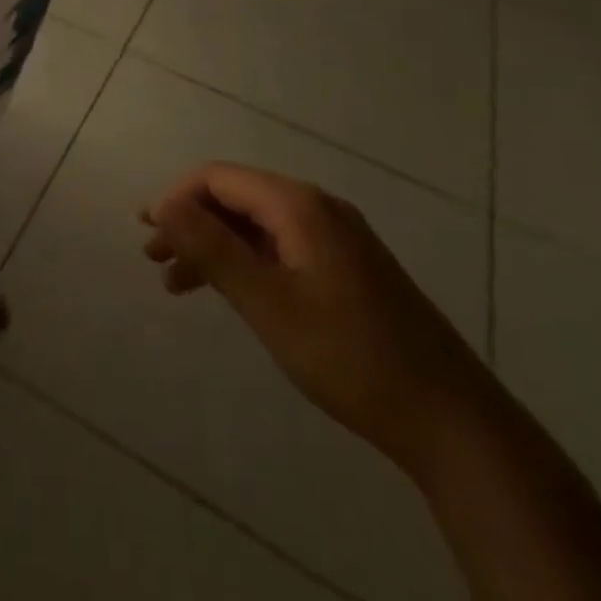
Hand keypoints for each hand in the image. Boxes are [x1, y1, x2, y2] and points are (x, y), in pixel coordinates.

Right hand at [141, 163, 499, 477]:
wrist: (452, 421)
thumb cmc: (350, 356)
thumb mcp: (269, 304)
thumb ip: (212, 248)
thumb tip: (164, 203)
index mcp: (299, 205)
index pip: (218, 178)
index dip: (176, 198)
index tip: (148, 232)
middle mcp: (317, 207)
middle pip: (236, 198)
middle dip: (190, 222)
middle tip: (153, 257)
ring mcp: (336, 237)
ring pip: (256, 225)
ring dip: (213, 245)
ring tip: (176, 282)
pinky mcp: (347, 266)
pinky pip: (280, 247)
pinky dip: (245, 263)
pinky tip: (228, 292)